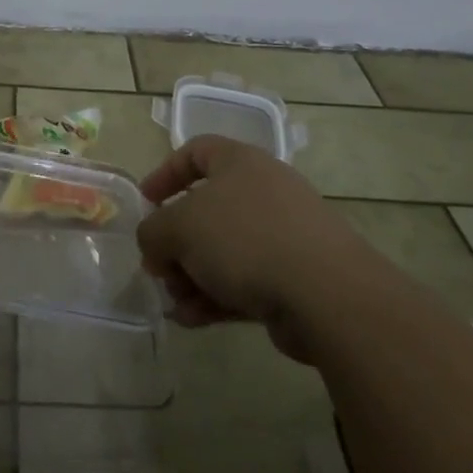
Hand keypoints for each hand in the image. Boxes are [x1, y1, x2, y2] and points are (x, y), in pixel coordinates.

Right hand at [136, 135, 375, 362]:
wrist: (326, 293)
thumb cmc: (245, 238)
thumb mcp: (180, 227)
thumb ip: (154, 231)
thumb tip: (154, 245)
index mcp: (240, 162)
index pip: (197, 151)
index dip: (165, 173)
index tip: (146, 201)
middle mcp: (263, 192)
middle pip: (207, 210)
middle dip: (176, 242)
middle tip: (158, 267)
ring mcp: (284, 235)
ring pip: (224, 251)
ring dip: (193, 275)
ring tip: (175, 302)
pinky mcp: (296, 278)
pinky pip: (245, 281)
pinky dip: (217, 297)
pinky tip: (192, 321)